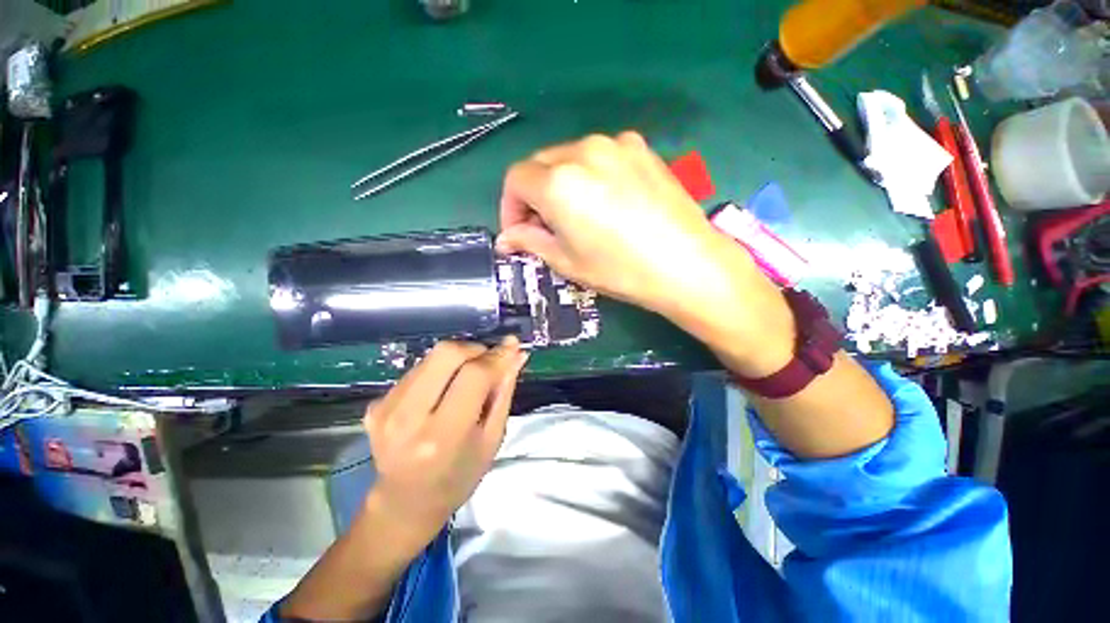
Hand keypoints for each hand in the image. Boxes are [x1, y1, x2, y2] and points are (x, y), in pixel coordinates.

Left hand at [363, 338, 527, 545]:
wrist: (406, 503)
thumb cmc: (459, 475)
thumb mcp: (492, 438)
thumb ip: (504, 391)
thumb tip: (516, 353)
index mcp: (442, 436)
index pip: (473, 375)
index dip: (496, 357)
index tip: (512, 347)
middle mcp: (408, 418)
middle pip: (446, 353)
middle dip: (474, 349)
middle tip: (488, 362)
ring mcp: (386, 409)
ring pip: (431, 356)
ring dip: (458, 359)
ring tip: (467, 380)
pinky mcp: (376, 404)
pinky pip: (418, 369)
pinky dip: (439, 371)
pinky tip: (444, 391)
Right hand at [497, 132, 759, 317]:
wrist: (687, 263)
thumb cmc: (620, 270)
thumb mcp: (567, 261)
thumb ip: (530, 241)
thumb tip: (506, 238)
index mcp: (558, 182)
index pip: (515, 180)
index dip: (511, 207)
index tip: (520, 232)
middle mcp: (583, 150)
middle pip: (540, 164)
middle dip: (534, 195)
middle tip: (547, 227)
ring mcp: (616, 144)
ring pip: (569, 157)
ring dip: (561, 183)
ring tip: (578, 216)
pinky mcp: (641, 148)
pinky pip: (600, 156)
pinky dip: (590, 175)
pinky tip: (606, 202)